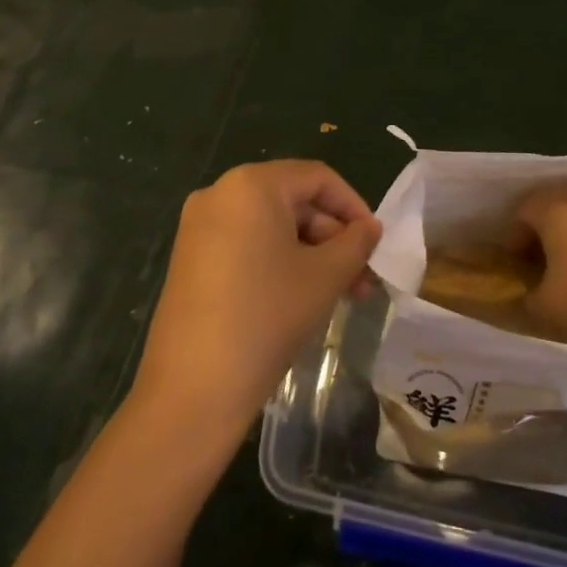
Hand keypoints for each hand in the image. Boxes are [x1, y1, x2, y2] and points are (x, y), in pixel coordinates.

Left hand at [131, 160, 380, 447]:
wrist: (194, 387)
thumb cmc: (268, 316)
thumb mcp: (326, 276)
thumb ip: (356, 242)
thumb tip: (369, 228)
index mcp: (251, 184)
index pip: (317, 178)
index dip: (354, 207)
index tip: (376, 243)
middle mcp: (220, 193)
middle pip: (293, 202)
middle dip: (333, 238)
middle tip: (363, 279)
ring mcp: (199, 227)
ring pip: (271, 227)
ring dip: (311, 254)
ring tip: (341, 294)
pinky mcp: (190, 258)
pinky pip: (247, 245)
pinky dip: (280, 262)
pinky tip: (302, 297)